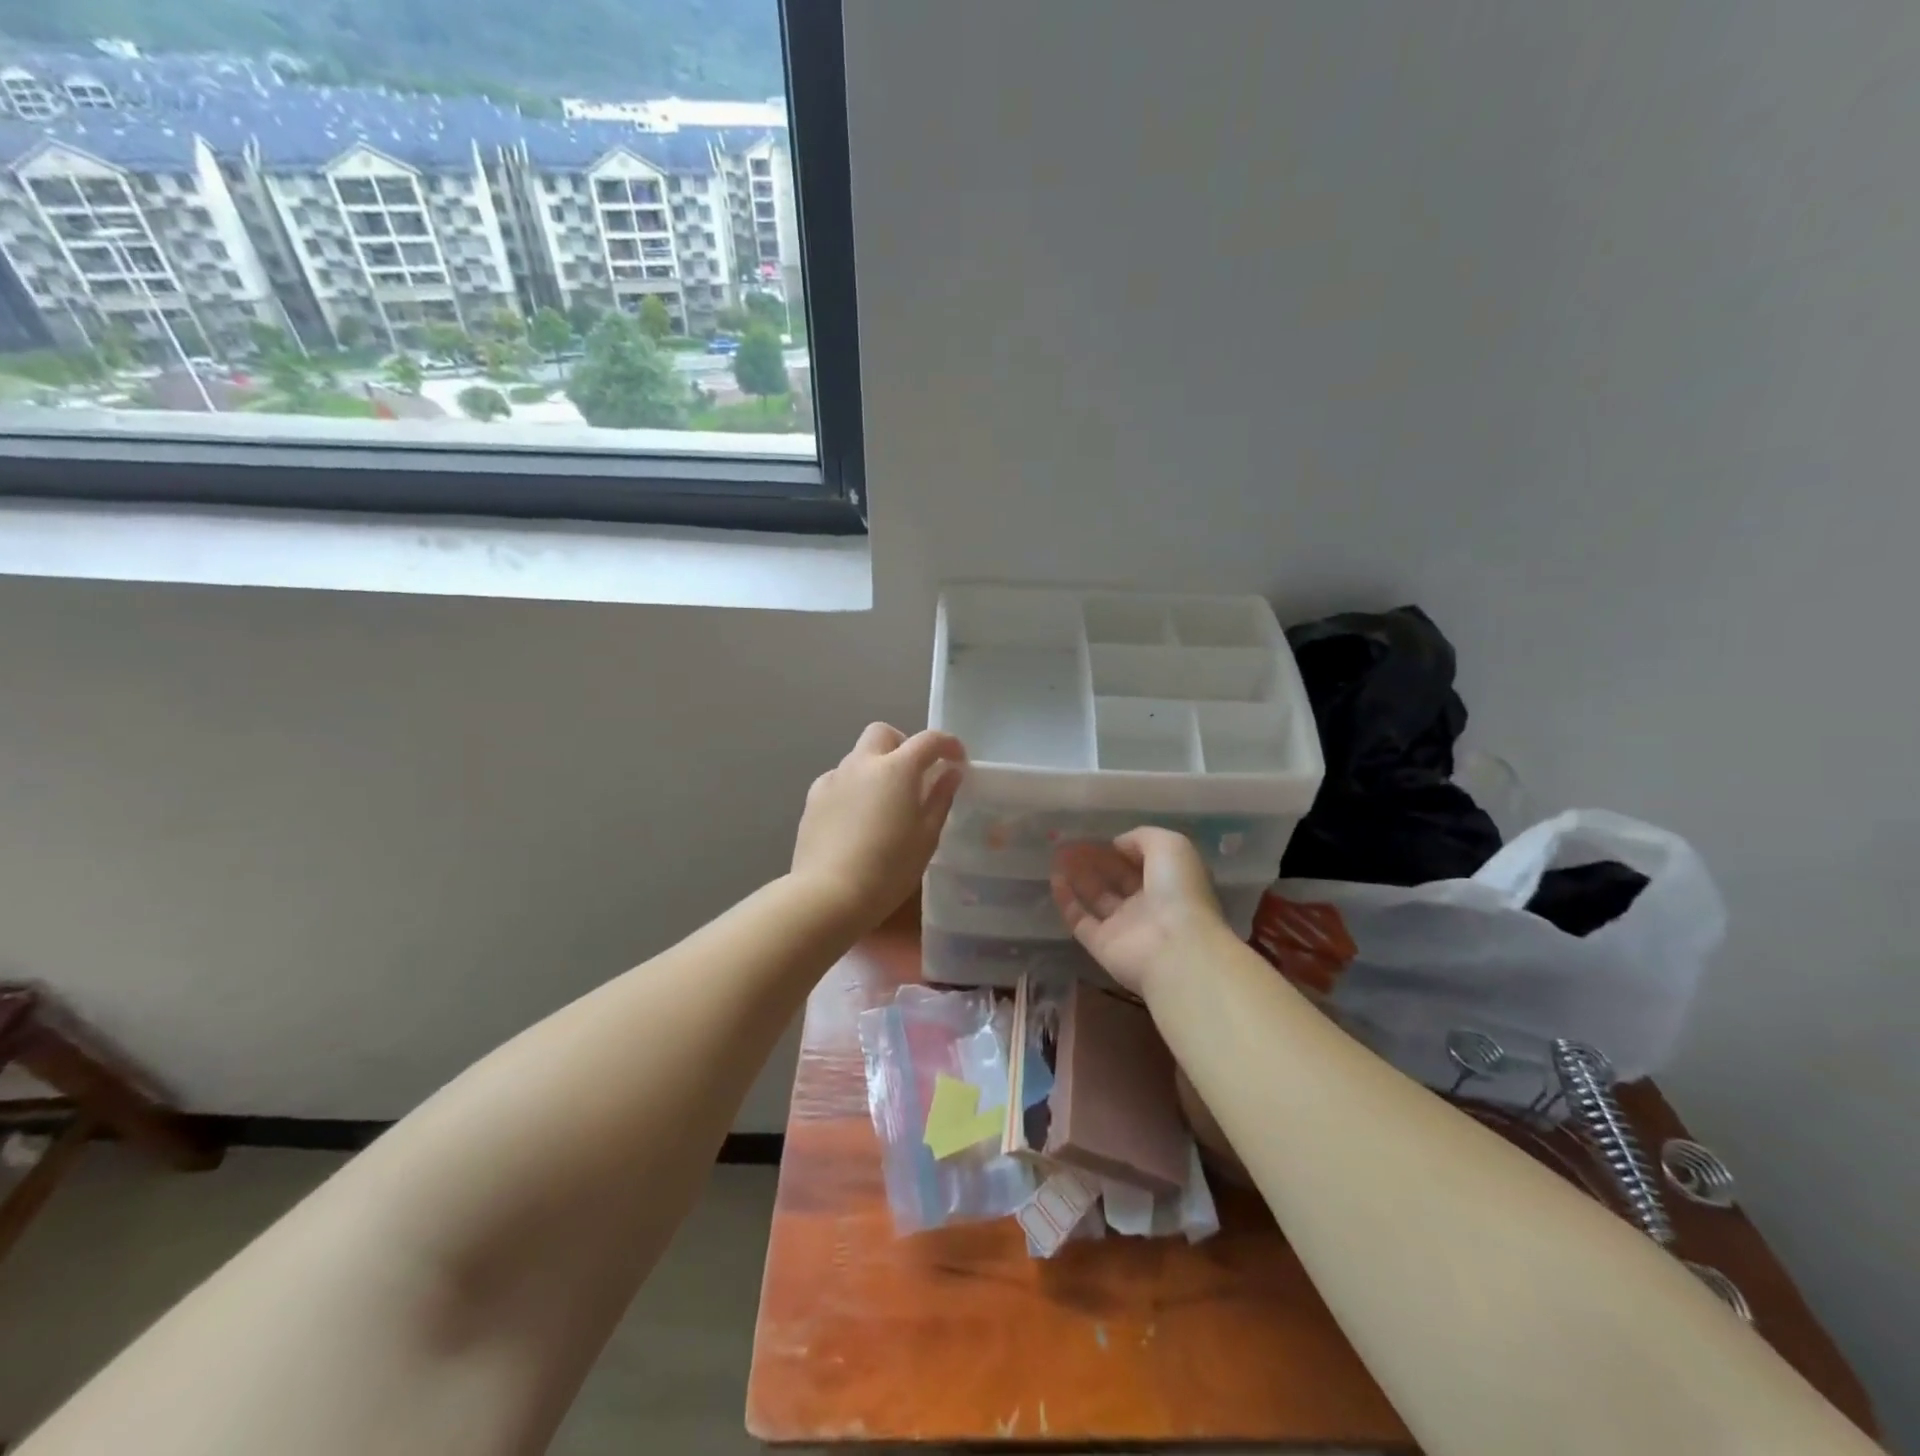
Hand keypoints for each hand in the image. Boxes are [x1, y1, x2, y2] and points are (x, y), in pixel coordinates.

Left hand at [791, 723, 965, 932]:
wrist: (828, 895)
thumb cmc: (889, 869)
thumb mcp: (926, 837)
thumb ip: (940, 798)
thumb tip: (951, 772)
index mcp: (896, 769)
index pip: (928, 740)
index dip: (948, 744)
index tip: (958, 760)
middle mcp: (862, 763)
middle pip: (883, 734)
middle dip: (903, 744)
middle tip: (914, 775)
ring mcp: (833, 778)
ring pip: (858, 756)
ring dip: (876, 767)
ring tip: (884, 803)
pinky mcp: (813, 798)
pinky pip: (838, 779)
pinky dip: (853, 787)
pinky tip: (856, 817)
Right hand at [1050, 828, 1230, 997]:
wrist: (1175, 947)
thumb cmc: (1178, 890)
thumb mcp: (1170, 846)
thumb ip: (1143, 838)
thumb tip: (1118, 844)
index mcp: (1169, 882)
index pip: (1141, 862)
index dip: (1121, 849)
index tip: (1099, 836)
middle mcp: (1147, 904)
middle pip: (1117, 879)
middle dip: (1095, 860)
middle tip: (1070, 843)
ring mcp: (1124, 927)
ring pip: (1097, 897)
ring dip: (1078, 876)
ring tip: (1058, 854)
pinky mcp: (1101, 945)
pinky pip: (1080, 920)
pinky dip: (1067, 901)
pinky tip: (1055, 878)